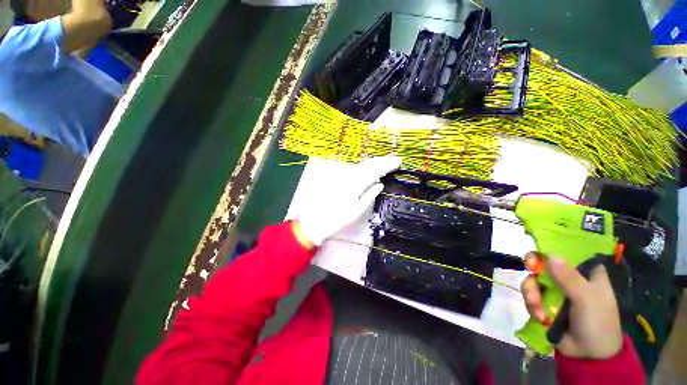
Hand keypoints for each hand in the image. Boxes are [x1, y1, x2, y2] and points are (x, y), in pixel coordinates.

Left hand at [296, 156, 401, 246]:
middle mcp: (348, 174)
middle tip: (393, 159)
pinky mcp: (335, 175)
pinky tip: (366, 169)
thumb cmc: (336, 218)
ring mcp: (340, 173)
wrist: (313, 220)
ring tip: (383, 163)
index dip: (388, 165)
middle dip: (381, 160)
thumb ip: (370, 195)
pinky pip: (352, 168)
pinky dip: (362, 167)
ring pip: (360, 165)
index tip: (398, 161)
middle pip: (368, 163)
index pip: (375, 170)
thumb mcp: (356, 210)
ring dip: (372, 163)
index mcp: (356, 183)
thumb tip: (380, 184)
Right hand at [521, 253, 622, 358]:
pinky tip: (539, 316)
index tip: (540, 246)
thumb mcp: (586, 299)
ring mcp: (556, 291)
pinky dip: (531, 304)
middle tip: (530, 268)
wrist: (588, 356)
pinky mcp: (545, 303)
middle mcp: (569, 278)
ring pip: (534, 280)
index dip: (555, 246)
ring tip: (537, 309)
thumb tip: (550, 254)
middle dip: (536, 269)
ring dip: (532, 293)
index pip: (570, 251)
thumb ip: (569, 277)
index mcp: (586, 273)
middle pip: (545, 263)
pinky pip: (530, 295)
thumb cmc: (597, 322)